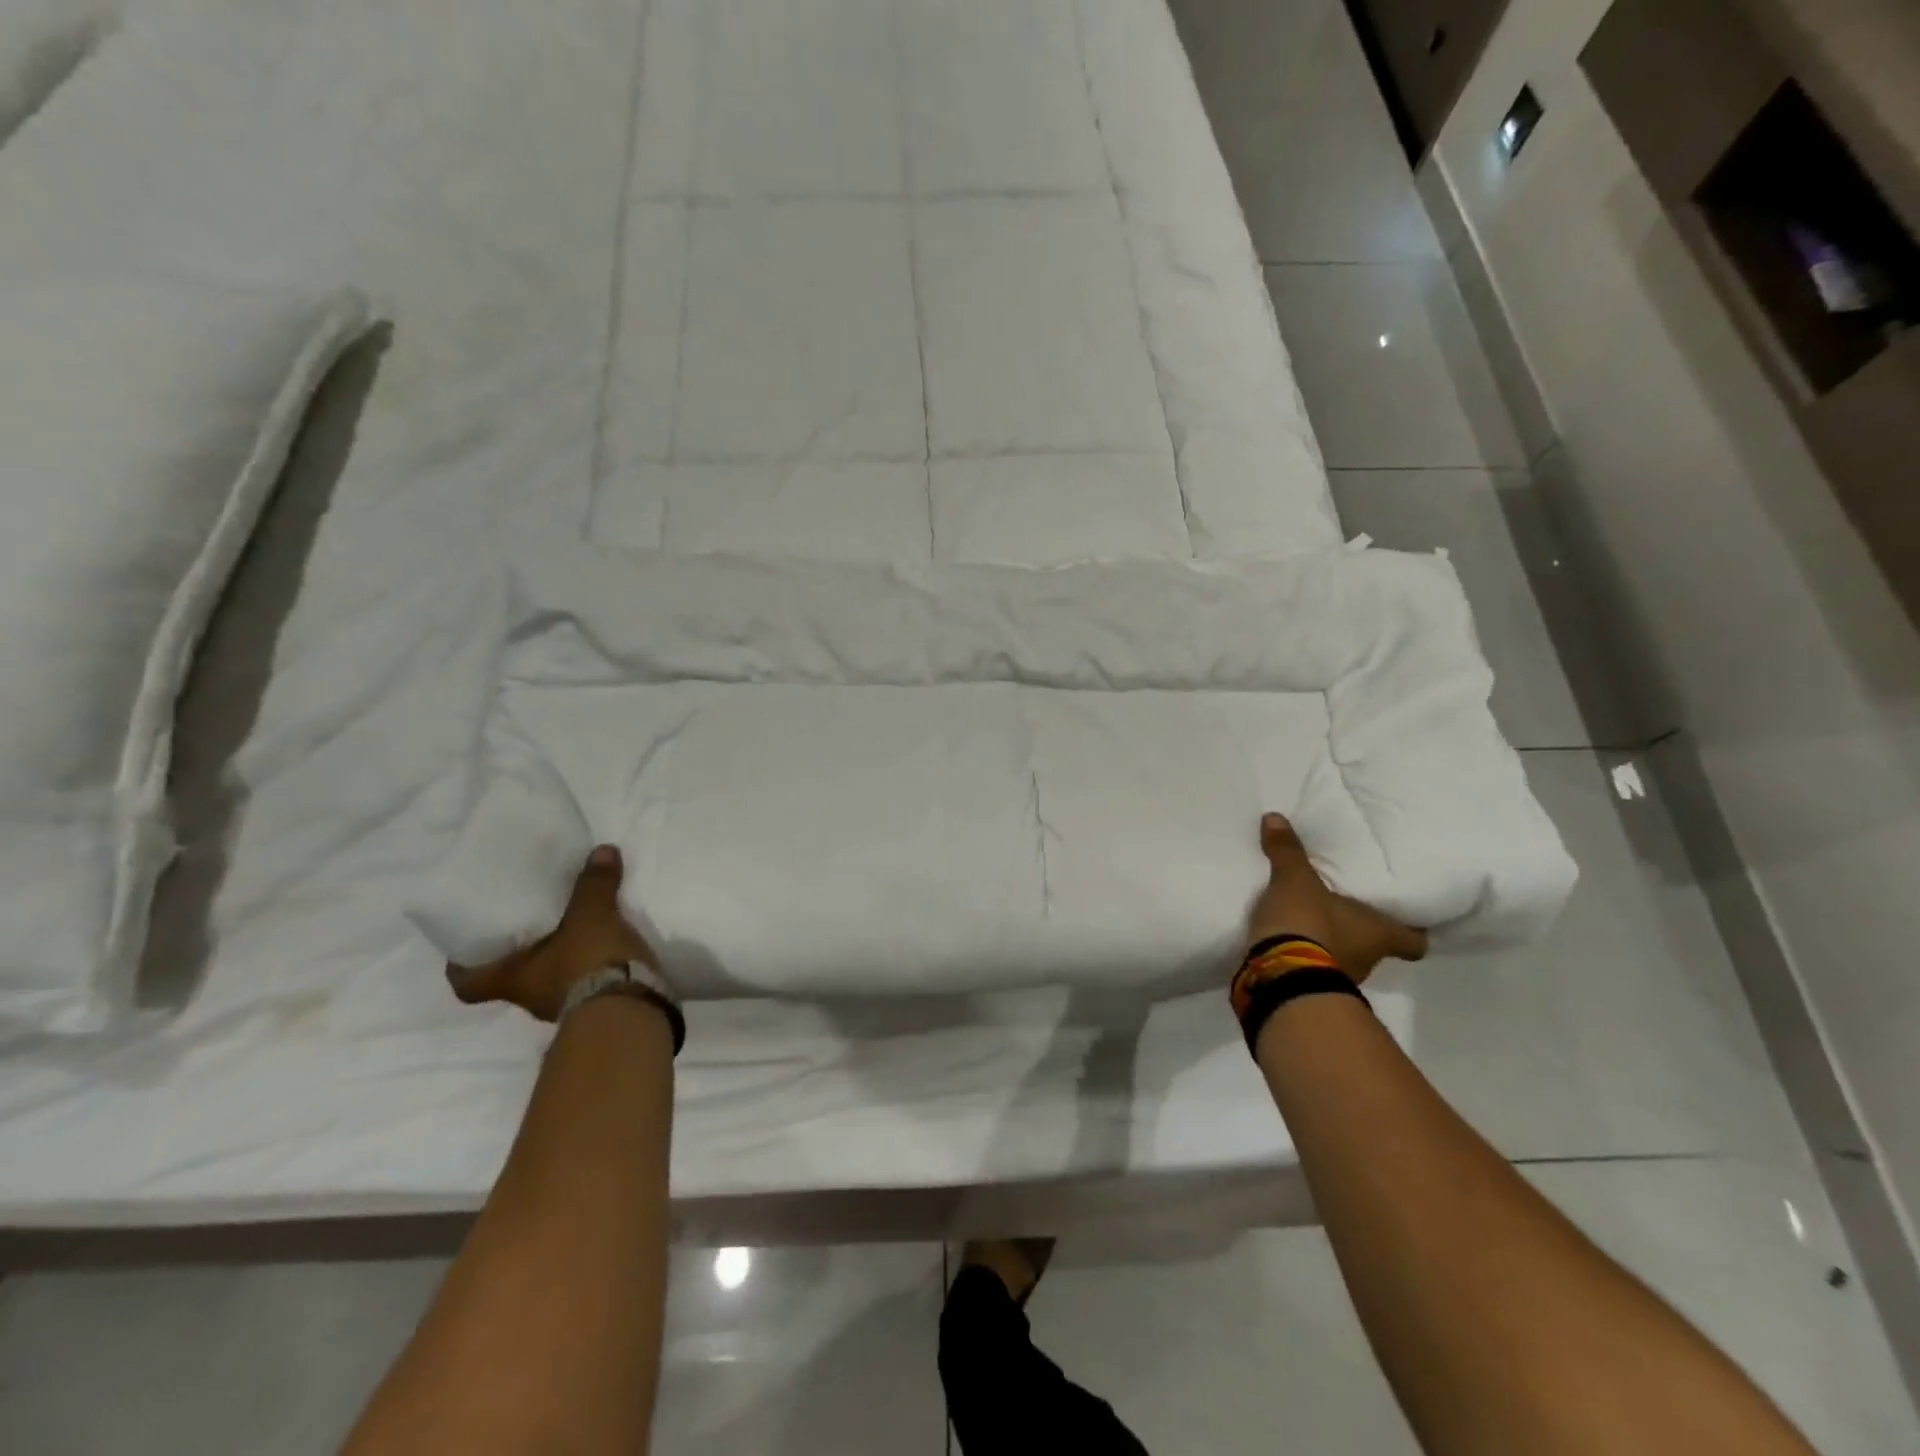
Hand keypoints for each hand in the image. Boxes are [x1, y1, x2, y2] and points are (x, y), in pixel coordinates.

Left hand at [445, 845, 657, 1021]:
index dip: (461, 967)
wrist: (630, 1008)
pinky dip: (589, 967)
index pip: (468, 983)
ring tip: (573, 929)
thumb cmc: (588, 962)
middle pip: (511, 979)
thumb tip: (601, 850)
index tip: (463, 948)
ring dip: (557, 960)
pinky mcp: (596, 1006)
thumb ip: (593, 885)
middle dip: (519, 955)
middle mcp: (529, 998)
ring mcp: (564, 1006)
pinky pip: (583, 983)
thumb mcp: (591, 916)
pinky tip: (603, 946)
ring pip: (549, 980)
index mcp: (511, 980)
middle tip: (529, 924)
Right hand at [1248, 813, 1427, 983]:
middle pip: (1376, 946)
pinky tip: (1288, 939)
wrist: (1279, 977)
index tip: (1409, 918)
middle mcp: (1368, 959)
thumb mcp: (1294, 880)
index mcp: (1379, 934)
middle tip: (1346, 907)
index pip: (1415, 941)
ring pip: (1344, 956)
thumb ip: (1288, 851)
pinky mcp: (1309, 987)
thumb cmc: (1308, 924)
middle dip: (1361, 930)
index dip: (1413, 930)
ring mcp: (1340, 978)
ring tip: (1310, 920)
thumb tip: (1275, 817)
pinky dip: (1304, 955)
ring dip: (1330, 943)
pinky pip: (1313, 966)